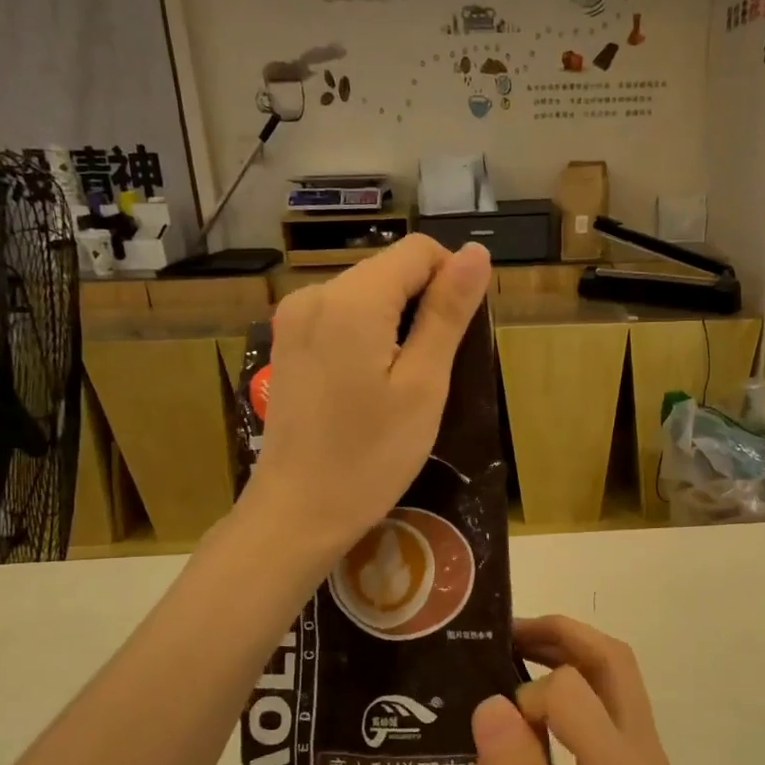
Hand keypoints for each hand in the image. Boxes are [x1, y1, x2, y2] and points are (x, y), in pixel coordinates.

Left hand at [248, 235, 491, 554]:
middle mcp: (315, 294)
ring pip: (366, 294)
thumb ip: (448, 313)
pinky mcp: (287, 343)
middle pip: (389, 270)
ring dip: (398, 323)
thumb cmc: (370, 456)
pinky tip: (372, 384)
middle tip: (437, 370)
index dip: (453, 280)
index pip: (419, 252)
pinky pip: (341, 317)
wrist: (297, 512)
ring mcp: (294, 319)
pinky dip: (369, 336)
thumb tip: (477, 253)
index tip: (462, 335)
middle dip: (424, 304)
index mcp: (351, 299)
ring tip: (406, 383)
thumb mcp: (423, 385)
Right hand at [472, 616, 709, 764]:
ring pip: (616, 681)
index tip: (495, 737)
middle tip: (506, 635)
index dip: (527, 698)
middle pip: (614, 662)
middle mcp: (645, 755)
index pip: (574, 691)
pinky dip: (575, 692)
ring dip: (570, 656)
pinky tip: (537, 718)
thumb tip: (491, 703)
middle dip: (562, 635)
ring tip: (515, 658)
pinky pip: (610, 713)